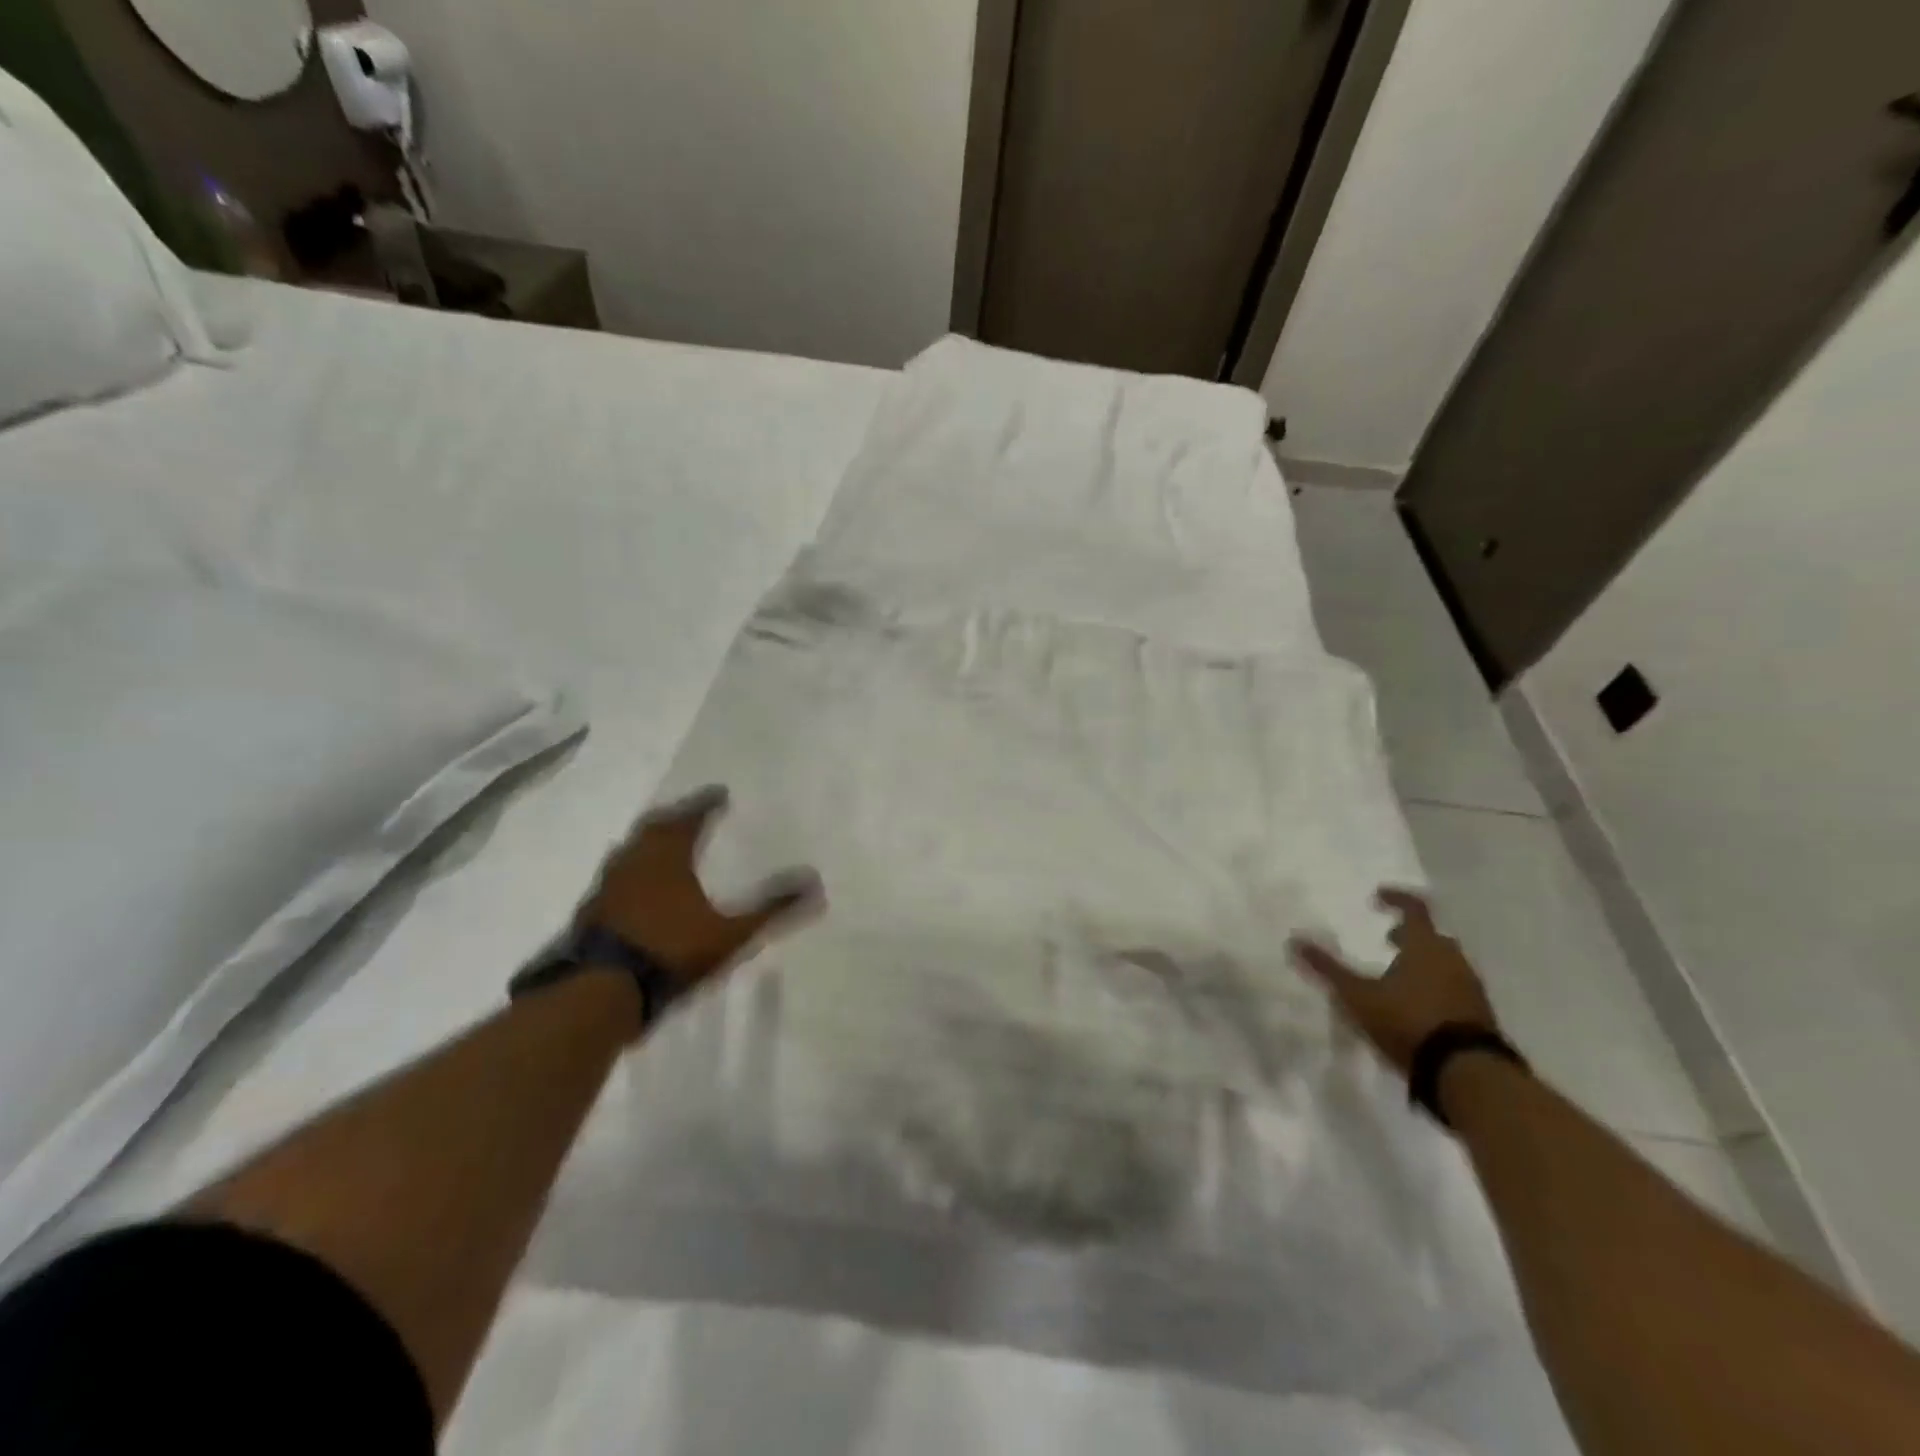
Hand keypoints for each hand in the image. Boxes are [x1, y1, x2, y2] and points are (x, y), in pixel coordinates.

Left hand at [578, 785, 822, 988]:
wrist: (602, 993)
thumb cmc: (671, 951)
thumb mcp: (731, 933)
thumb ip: (772, 908)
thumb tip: (816, 884)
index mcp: (668, 857)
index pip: (690, 818)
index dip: (706, 804)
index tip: (720, 793)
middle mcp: (635, 861)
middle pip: (655, 827)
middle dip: (676, 817)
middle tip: (691, 812)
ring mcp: (607, 886)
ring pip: (630, 850)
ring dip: (649, 841)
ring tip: (664, 843)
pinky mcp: (590, 912)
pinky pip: (615, 877)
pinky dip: (631, 871)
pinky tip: (636, 887)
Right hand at [1289, 887, 1497, 1075]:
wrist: (1467, 1073)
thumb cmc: (1407, 1021)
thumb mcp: (1357, 995)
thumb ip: (1327, 969)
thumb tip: (1294, 941)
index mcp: (1424, 947)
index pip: (1415, 908)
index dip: (1396, 899)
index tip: (1378, 897)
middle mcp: (1452, 960)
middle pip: (1433, 937)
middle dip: (1410, 935)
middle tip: (1389, 940)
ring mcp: (1470, 989)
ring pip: (1446, 964)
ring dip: (1424, 963)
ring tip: (1399, 977)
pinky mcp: (1480, 1016)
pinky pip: (1455, 989)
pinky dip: (1436, 987)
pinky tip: (1417, 1007)